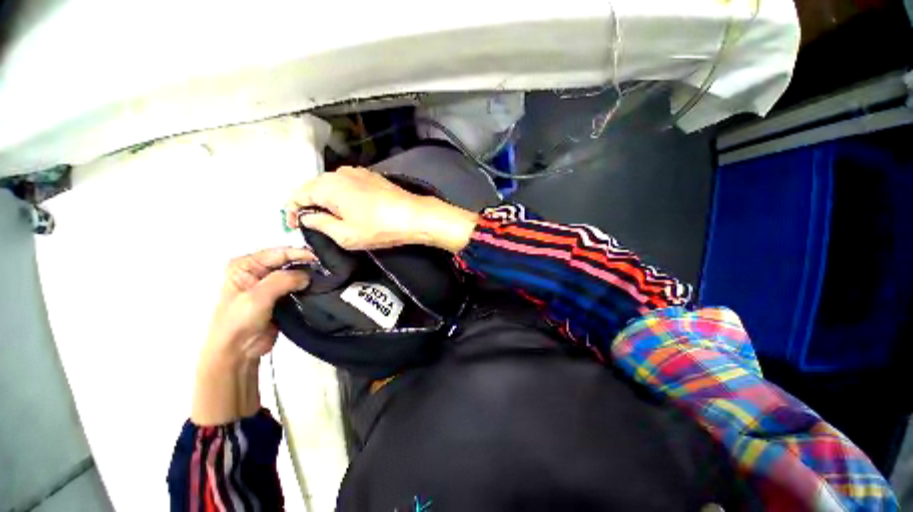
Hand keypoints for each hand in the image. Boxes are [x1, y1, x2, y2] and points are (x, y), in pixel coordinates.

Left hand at [192, 247, 312, 424]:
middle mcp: (259, 271)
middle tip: (328, 267)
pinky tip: (321, 287)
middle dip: (307, 264)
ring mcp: (270, 285)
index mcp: (246, 265)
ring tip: (328, 276)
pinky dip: (309, 286)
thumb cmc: (238, 322)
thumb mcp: (257, 297)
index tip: (321, 258)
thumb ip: (282, 280)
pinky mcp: (281, 297)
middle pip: (289, 261)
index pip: (279, 253)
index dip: (301, 254)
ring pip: (296, 274)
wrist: (238, 352)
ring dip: (310, 276)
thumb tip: (307, 275)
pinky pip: (299, 287)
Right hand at [284, 166, 478, 252]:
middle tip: (312, 224)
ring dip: (326, 201)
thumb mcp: (345, 234)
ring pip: (331, 185)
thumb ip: (320, 224)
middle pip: (313, 188)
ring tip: (332, 218)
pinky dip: (342, 196)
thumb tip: (307, 217)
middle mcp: (339, 173)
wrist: (414, 216)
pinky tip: (350, 208)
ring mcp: (357, 172)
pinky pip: (347, 185)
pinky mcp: (371, 176)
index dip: (291, 212)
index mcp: (327, 186)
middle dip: (309, 206)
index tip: (293, 226)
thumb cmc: (379, 227)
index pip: (297, 195)